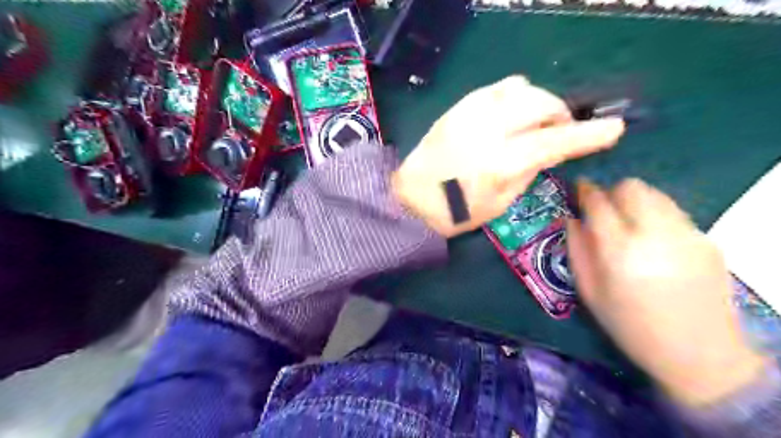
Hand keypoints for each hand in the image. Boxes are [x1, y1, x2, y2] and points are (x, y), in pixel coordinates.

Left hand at [394, 77, 626, 237]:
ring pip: (520, 88)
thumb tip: (552, 147)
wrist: (412, 198)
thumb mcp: (502, 202)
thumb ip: (530, 169)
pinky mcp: (458, 107)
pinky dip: (514, 96)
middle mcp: (487, 130)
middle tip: (560, 131)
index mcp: (500, 162)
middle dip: (561, 114)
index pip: (555, 141)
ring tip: (534, 122)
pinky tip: (511, 113)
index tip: (615, 128)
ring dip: (538, 102)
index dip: (589, 135)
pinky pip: (496, 88)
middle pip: (541, 103)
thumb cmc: (458, 212)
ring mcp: (470, 113)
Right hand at [569, 177, 766, 407]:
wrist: (698, 353)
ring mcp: (686, 235)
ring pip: (655, 194)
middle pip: (631, 187)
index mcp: (619, 251)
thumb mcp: (589, 292)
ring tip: (627, 222)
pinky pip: (673, 212)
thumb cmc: (630, 325)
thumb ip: (576, 250)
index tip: (578, 188)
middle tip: (602, 209)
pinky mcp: (706, 240)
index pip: (598, 203)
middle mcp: (654, 234)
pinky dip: (655, 214)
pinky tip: (652, 239)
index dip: (585, 191)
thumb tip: (571, 219)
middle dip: (611, 192)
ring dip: (634, 200)